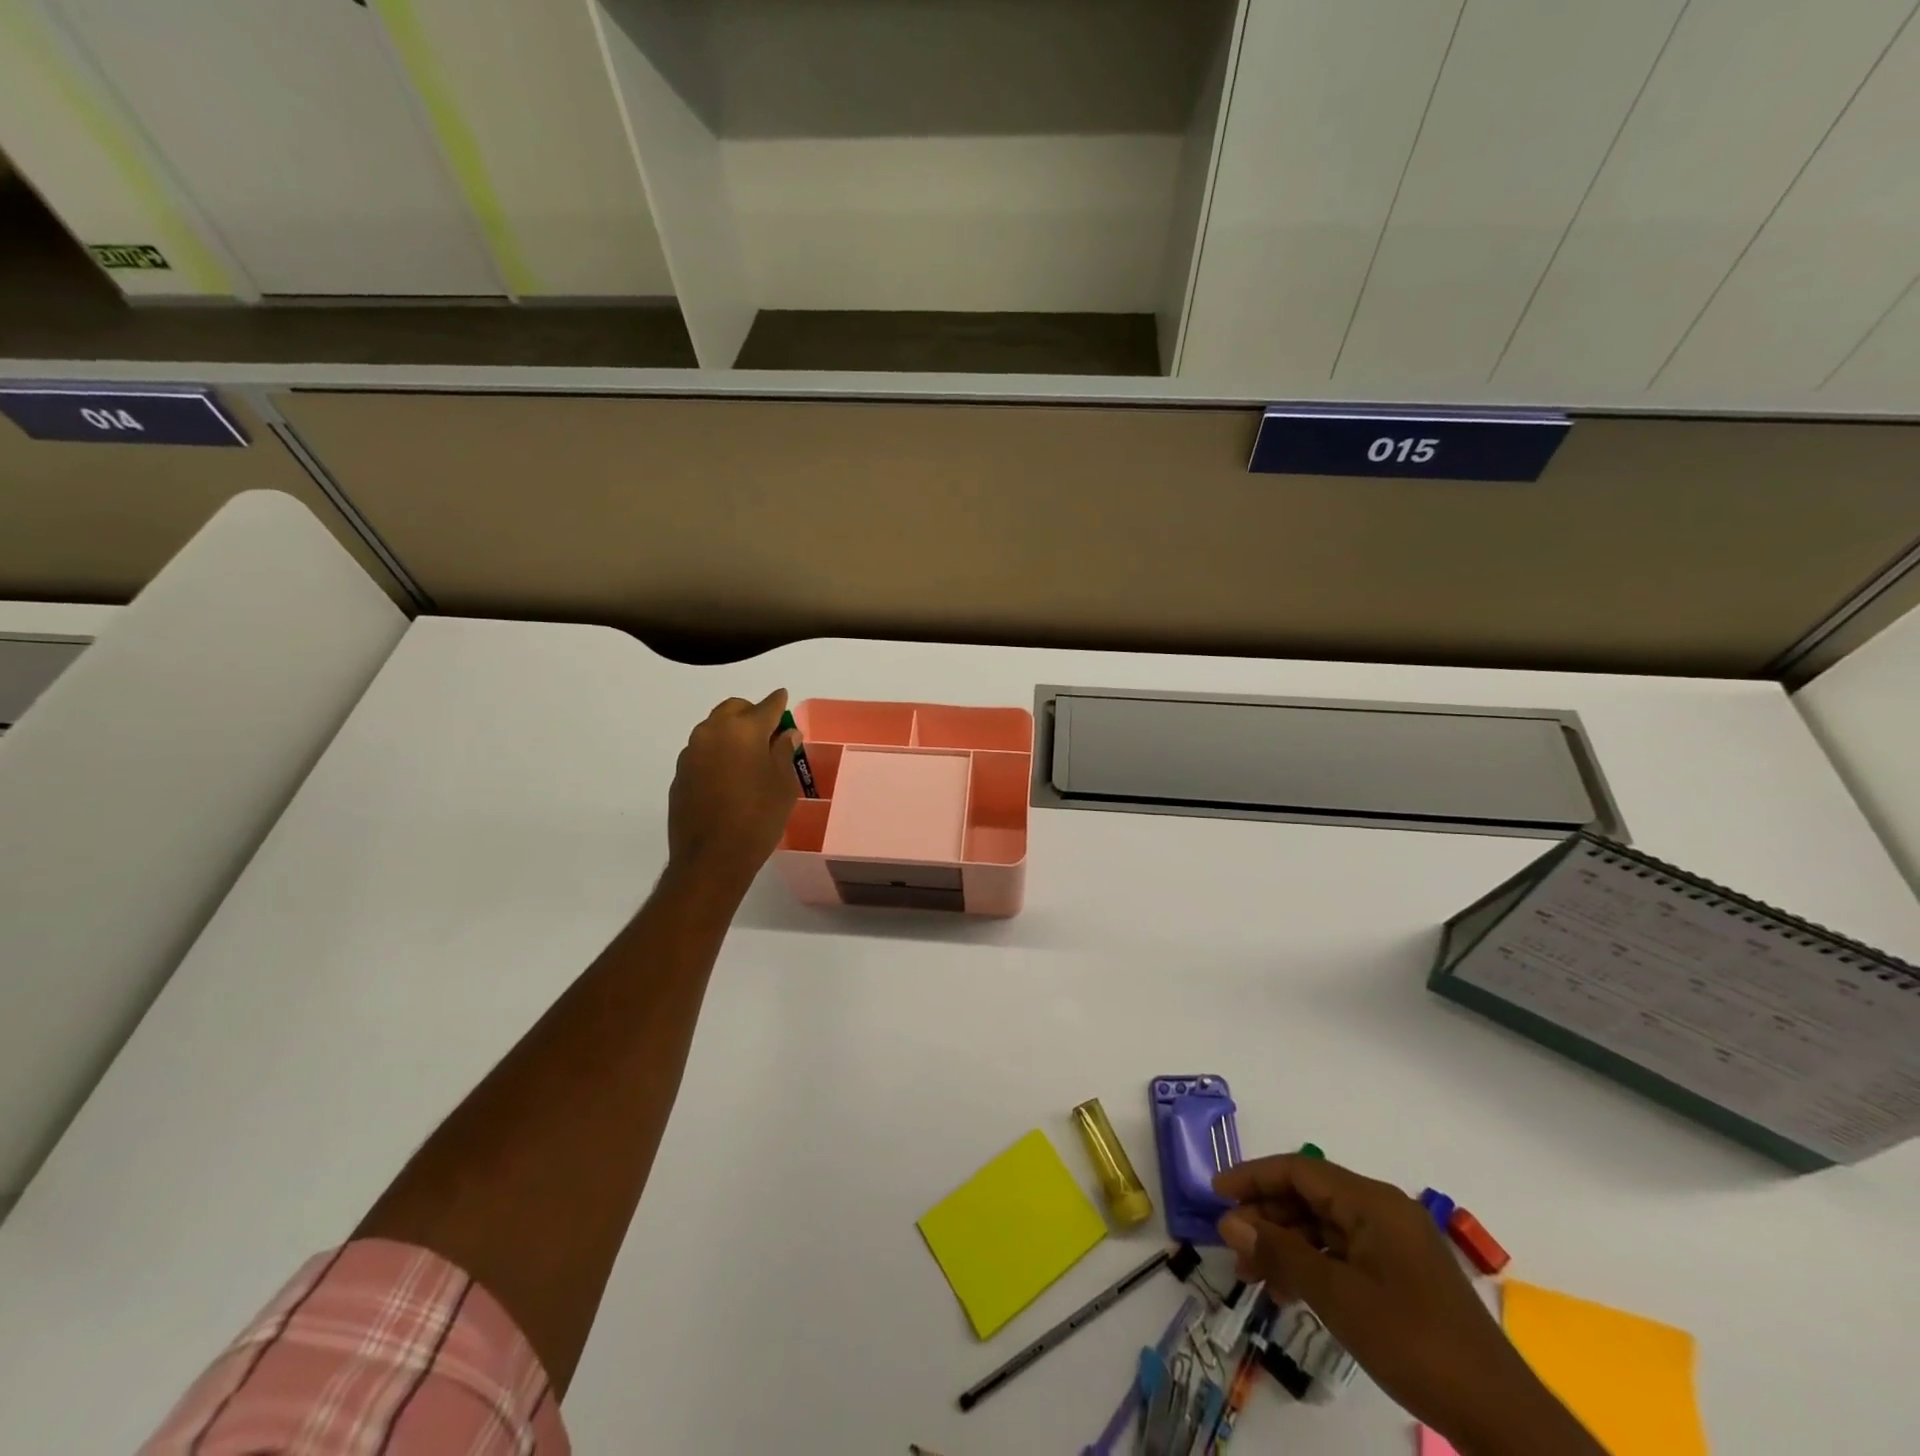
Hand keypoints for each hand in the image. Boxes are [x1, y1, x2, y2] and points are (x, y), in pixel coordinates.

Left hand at [666, 689, 800, 892]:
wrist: (711, 858)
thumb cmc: (758, 818)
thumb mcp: (783, 784)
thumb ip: (783, 752)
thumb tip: (785, 734)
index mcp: (743, 729)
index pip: (766, 706)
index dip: (778, 703)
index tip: (784, 698)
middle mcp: (712, 732)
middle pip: (734, 709)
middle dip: (752, 714)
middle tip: (769, 733)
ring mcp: (691, 753)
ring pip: (715, 729)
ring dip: (732, 734)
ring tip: (750, 756)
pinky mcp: (680, 775)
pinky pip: (703, 753)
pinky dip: (718, 755)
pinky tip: (730, 778)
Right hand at [1214, 1155, 1602, 1455]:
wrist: (1501, 1418)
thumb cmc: (1413, 1343)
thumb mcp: (1336, 1297)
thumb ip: (1280, 1253)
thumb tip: (1229, 1221)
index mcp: (1372, 1201)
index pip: (1298, 1170)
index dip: (1252, 1178)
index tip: (1215, 1196)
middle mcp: (1384, 1210)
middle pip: (1310, 1196)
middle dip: (1267, 1218)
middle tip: (1233, 1249)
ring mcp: (1396, 1244)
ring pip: (1324, 1227)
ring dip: (1286, 1245)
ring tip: (1255, 1279)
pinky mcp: (1403, 1276)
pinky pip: (1344, 1253)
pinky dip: (1313, 1265)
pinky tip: (1292, 1294)